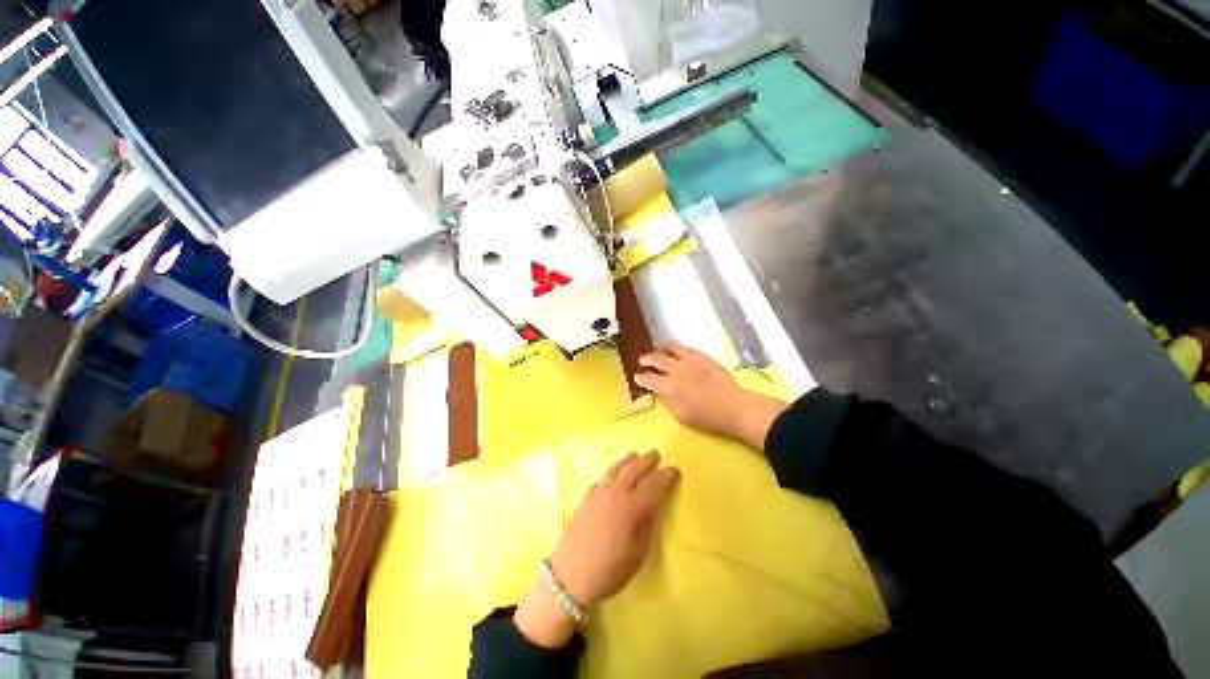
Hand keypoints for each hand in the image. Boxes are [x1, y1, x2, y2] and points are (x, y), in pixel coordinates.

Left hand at [513, 451, 678, 646]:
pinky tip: (615, 473)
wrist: (569, 576)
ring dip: (629, 460)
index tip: (675, 470)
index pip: (653, 484)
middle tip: (657, 455)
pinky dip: (613, 471)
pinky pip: (603, 477)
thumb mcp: (637, 554)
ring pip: (616, 468)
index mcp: (631, 507)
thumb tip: (655, 504)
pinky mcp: (587, 497)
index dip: (666, 476)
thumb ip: (647, 525)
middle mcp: (615, 493)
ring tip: (636, 456)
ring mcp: (598, 493)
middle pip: (634, 469)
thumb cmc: (608, 571)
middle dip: (647, 460)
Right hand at [635, 341, 787, 449]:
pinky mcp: (702, 356)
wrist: (734, 407)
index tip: (637, 377)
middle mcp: (677, 370)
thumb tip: (659, 391)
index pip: (649, 379)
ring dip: (661, 349)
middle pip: (657, 359)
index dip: (641, 378)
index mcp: (670, 387)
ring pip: (671, 347)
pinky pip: (685, 348)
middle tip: (642, 360)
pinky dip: (677, 349)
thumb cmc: (707, 417)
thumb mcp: (681, 415)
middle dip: (647, 359)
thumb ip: (667, 400)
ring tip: (659, 351)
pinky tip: (677, 353)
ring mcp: (690, 360)